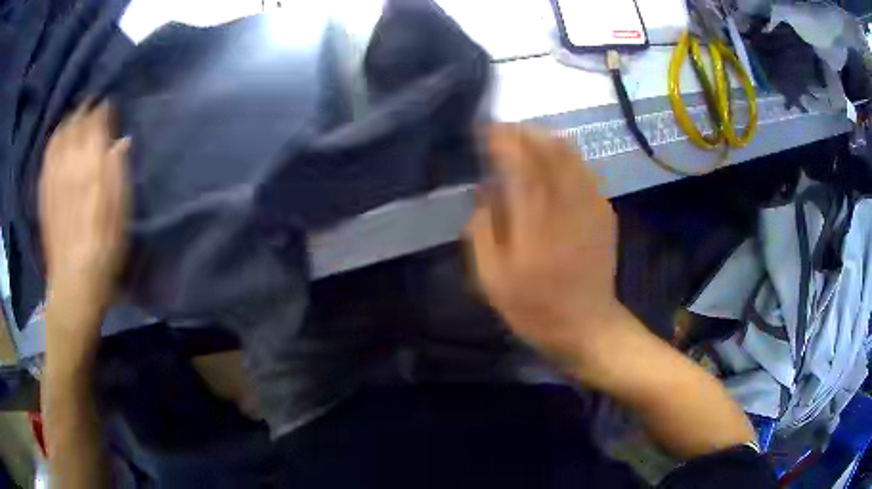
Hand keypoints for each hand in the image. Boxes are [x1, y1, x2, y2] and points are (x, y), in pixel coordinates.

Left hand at [40, 102, 129, 317]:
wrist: (74, 282)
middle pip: (76, 123)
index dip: (103, 110)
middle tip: (94, 108)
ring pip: (60, 135)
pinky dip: (54, 140)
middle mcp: (69, 162)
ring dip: (69, 122)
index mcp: (91, 164)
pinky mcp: (44, 191)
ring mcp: (53, 176)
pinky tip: (58, 138)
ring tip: (76, 118)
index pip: (96, 122)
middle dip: (86, 111)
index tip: (110, 106)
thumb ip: (119, 171)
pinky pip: (47, 155)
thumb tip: (121, 141)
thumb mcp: (121, 212)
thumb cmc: (104, 248)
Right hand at [465, 124, 632, 371]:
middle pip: (550, 150)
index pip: (520, 164)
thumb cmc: (535, 309)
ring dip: (547, 138)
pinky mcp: (604, 213)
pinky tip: (554, 160)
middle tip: (504, 130)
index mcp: (534, 224)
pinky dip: (567, 156)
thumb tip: (484, 191)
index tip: (486, 130)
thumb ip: (483, 231)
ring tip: (527, 137)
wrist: (588, 326)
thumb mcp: (492, 280)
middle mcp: (566, 206)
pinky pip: (586, 171)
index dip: (503, 140)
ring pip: (571, 155)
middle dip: (525, 132)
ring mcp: (590, 207)